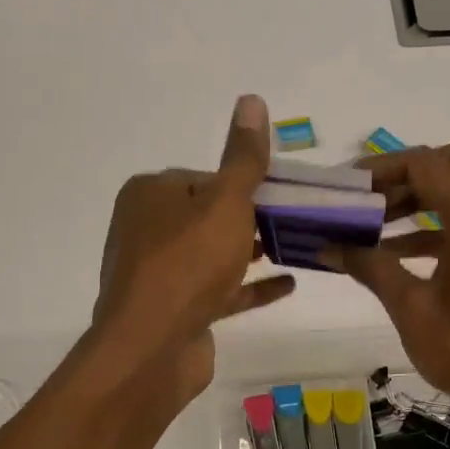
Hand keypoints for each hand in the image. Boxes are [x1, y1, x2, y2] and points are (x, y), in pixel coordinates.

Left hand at [91, 95, 295, 415]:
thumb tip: (251, 99)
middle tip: (301, 219)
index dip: (245, 184)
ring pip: (214, 254)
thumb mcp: (225, 202)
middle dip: (254, 218)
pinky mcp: (176, 310)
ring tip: (299, 245)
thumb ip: (243, 158)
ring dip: (253, 251)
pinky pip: (219, 291)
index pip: (205, 178)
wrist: (152, 348)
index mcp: (151, 195)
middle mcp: (148, 229)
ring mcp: (160, 274)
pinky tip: (289, 284)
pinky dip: (251, 287)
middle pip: (210, 216)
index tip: (285, 193)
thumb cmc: (188, 264)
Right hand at [336, 140, 449, 448]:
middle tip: (371, 200)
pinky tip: (400, 253)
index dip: (384, 169)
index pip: (429, 164)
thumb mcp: (412, 311)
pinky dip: (440, 223)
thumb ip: (371, 268)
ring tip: (376, 225)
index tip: (348, 188)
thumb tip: (328, 247)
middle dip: (410, 173)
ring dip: (424, 197)